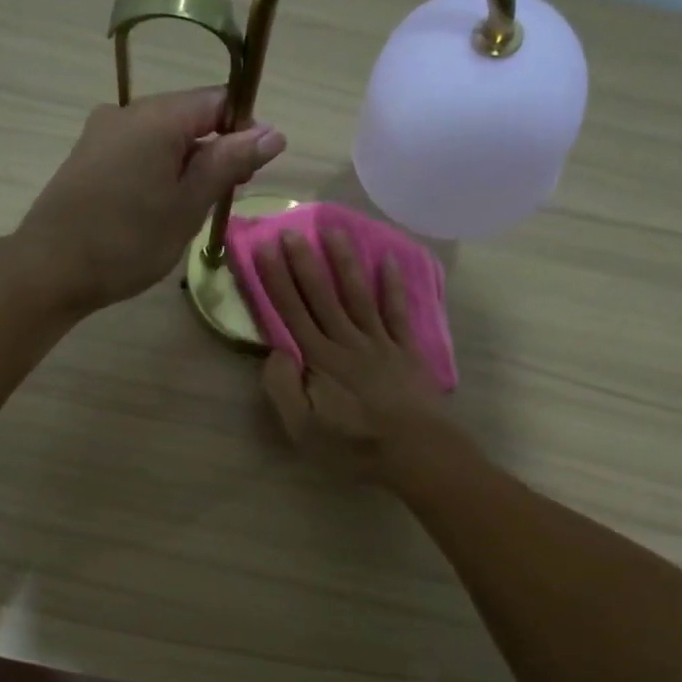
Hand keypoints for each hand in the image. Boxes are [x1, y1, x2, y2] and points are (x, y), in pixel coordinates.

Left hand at [16, 88, 285, 312]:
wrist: (49, 269)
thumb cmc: (127, 241)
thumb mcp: (188, 205)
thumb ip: (229, 163)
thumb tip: (272, 131)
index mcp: (156, 116)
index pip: (218, 100)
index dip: (243, 130)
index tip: (249, 174)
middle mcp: (126, 112)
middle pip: (188, 117)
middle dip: (214, 152)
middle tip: (220, 201)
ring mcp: (100, 133)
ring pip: (161, 138)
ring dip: (185, 167)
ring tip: (187, 212)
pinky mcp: (86, 157)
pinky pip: (136, 152)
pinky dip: (157, 173)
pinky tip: (155, 211)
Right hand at [254, 229, 450, 478]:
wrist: (415, 452)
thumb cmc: (354, 445)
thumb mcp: (303, 429)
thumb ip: (284, 389)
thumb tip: (275, 351)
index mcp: (318, 360)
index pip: (291, 312)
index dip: (276, 280)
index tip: (265, 248)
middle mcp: (346, 341)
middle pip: (321, 296)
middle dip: (304, 262)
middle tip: (292, 229)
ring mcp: (379, 343)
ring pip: (357, 295)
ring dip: (345, 262)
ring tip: (334, 230)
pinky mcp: (405, 351)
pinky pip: (397, 312)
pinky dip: (393, 286)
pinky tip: (389, 261)